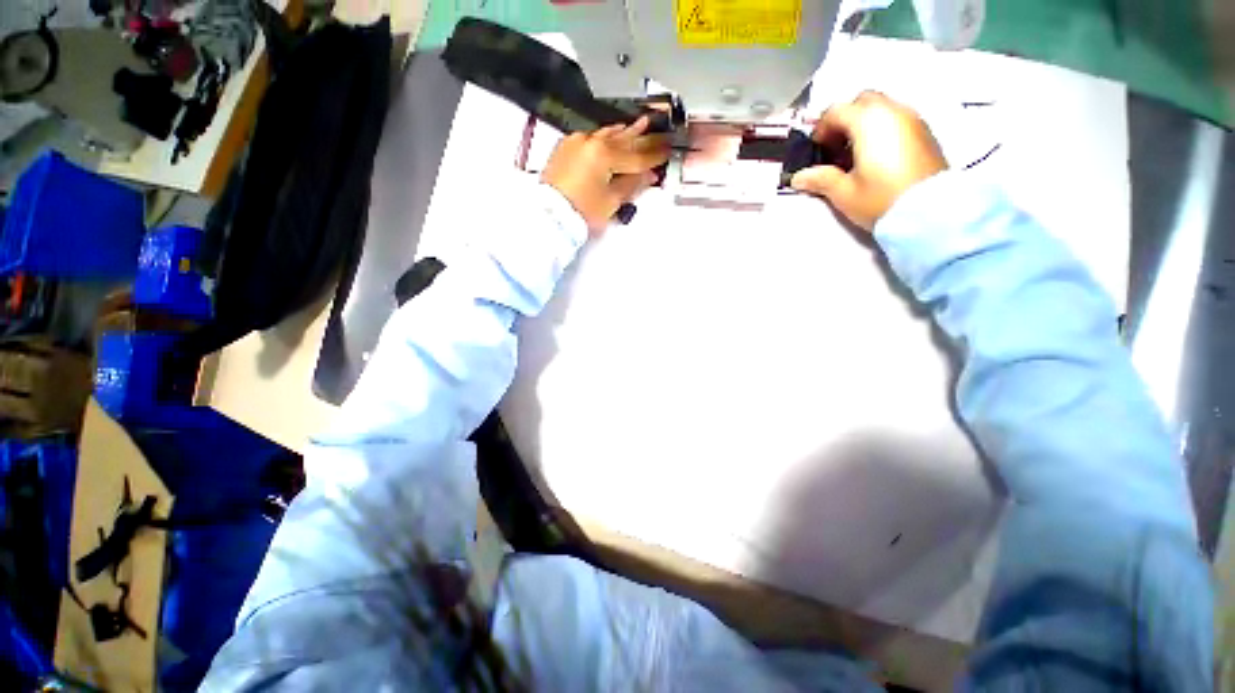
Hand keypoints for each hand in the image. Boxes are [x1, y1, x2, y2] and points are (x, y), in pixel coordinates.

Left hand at [542, 116, 669, 234]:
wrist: (549, 216)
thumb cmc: (582, 212)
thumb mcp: (612, 201)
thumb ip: (632, 184)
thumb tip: (648, 175)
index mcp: (605, 155)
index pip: (637, 155)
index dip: (655, 154)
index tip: (669, 150)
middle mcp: (591, 142)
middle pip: (624, 140)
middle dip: (645, 137)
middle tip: (662, 130)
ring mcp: (577, 142)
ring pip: (608, 134)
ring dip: (626, 131)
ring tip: (642, 123)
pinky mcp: (567, 147)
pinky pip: (592, 137)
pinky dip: (606, 136)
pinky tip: (614, 133)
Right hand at [791, 91, 946, 230]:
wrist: (930, 212)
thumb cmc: (880, 199)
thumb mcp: (843, 193)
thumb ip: (820, 179)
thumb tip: (798, 177)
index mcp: (868, 121)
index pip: (836, 111)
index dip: (820, 129)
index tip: (816, 150)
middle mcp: (892, 110)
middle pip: (862, 101)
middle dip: (845, 119)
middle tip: (835, 147)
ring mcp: (912, 119)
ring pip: (882, 107)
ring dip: (864, 123)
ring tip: (855, 154)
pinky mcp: (925, 131)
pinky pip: (897, 118)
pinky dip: (882, 128)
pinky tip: (876, 156)